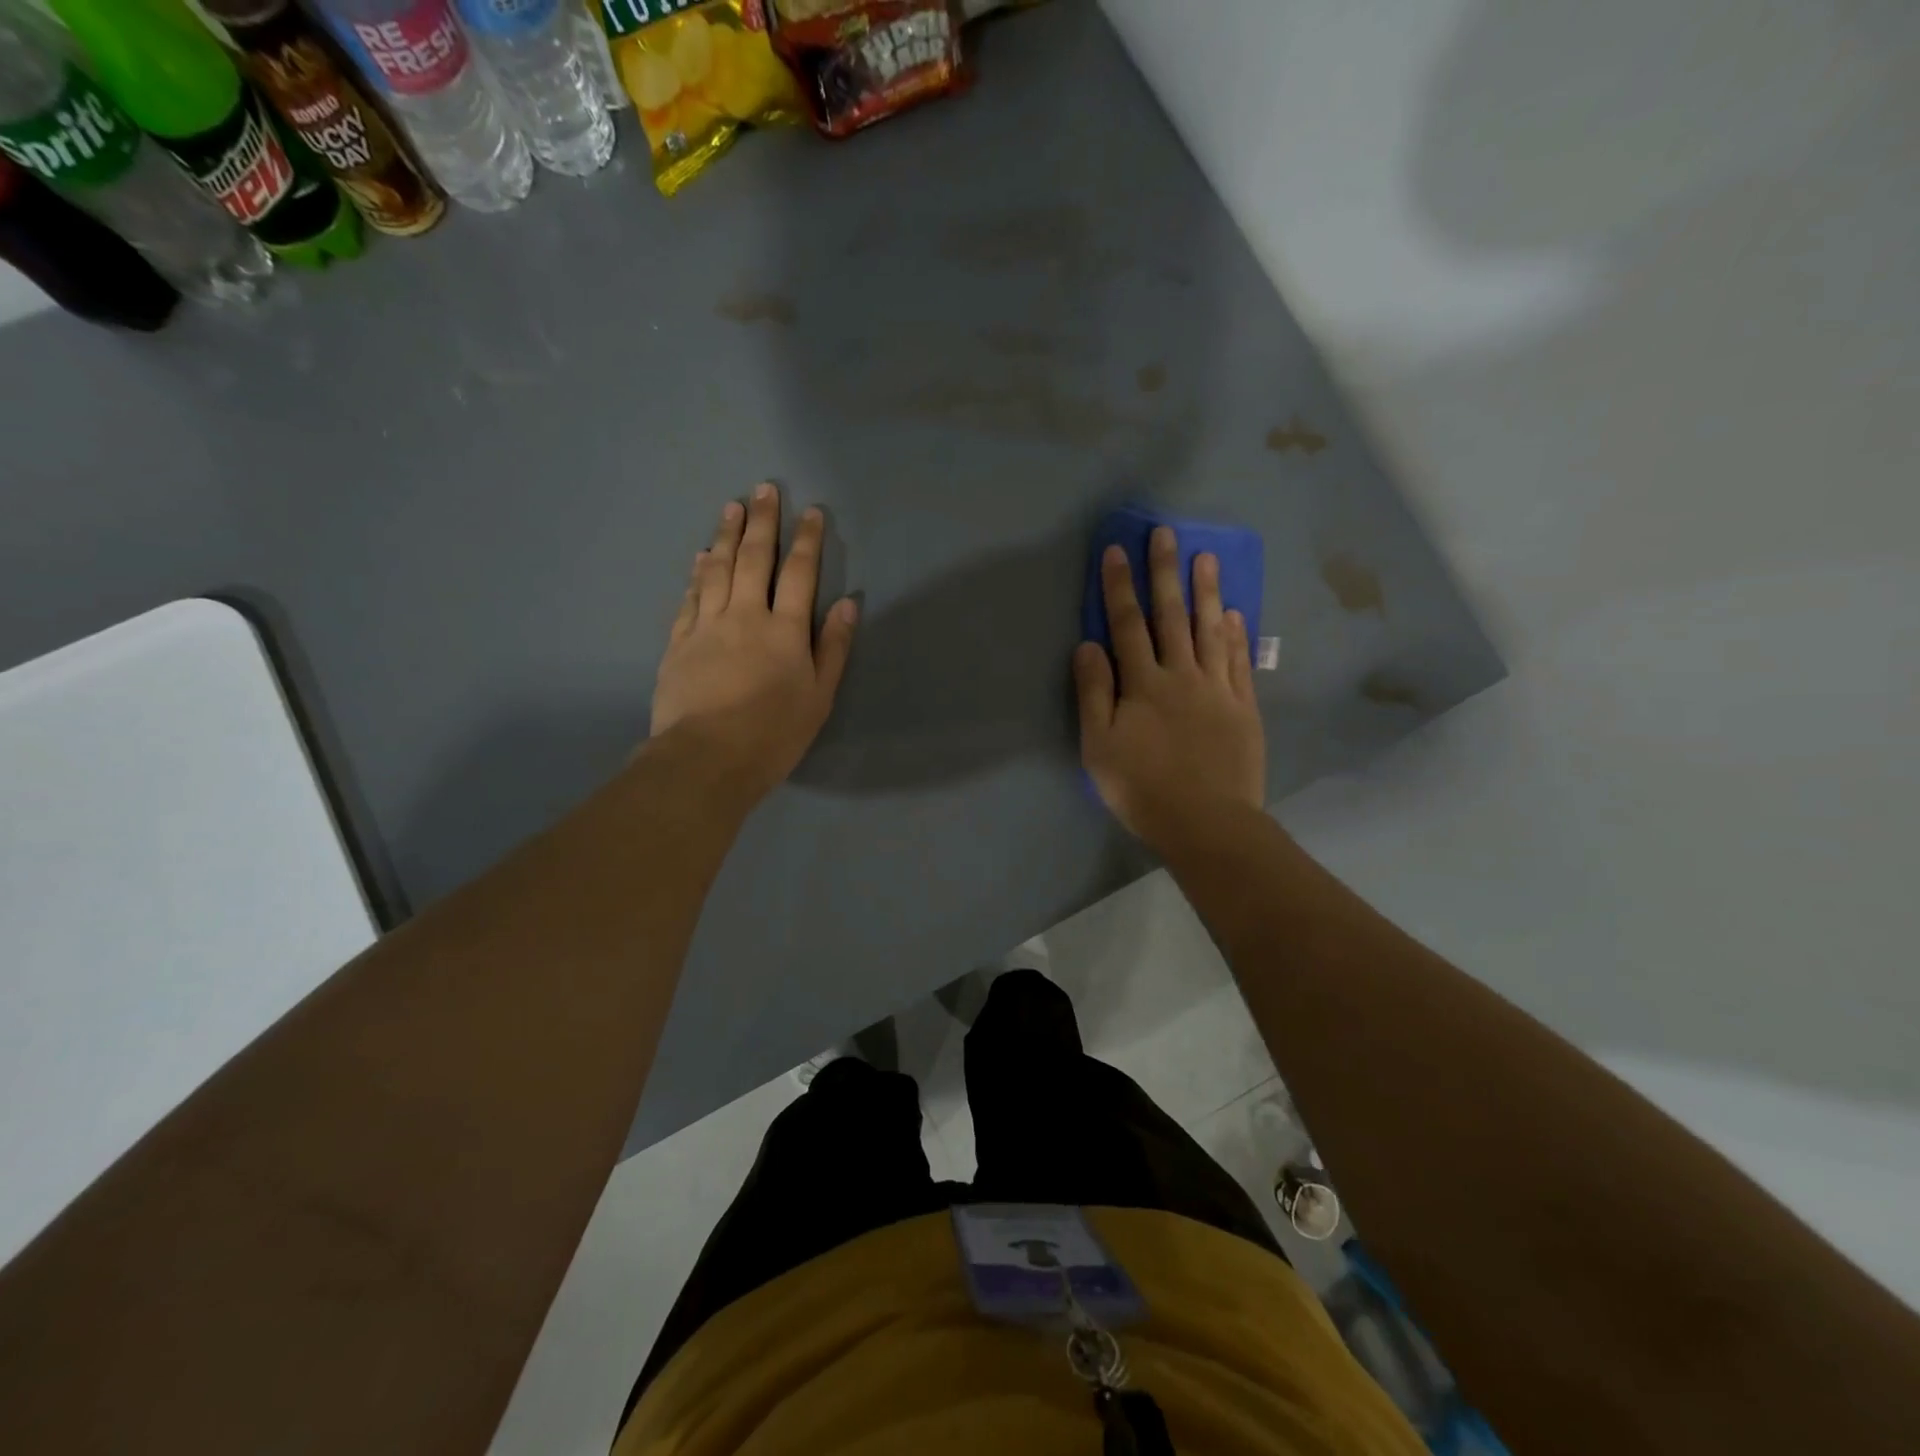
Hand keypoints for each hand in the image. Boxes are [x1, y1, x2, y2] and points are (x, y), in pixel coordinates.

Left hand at [650, 483, 857, 800]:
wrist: (706, 758)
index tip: (812, 512)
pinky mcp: (679, 642)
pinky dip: (697, 573)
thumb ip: (833, 648)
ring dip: (726, 536)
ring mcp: (707, 626)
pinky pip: (690, 597)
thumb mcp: (819, 697)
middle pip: (754, 559)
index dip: (808, 541)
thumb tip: (847, 604)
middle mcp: (745, 616)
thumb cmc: (773, 733)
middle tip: (764, 489)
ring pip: (717, 570)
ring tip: (730, 507)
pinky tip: (701, 558)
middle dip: (762, 522)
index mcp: (785, 630)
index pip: (800, 574)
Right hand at [1074, 526, 1264, 844]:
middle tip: (1166, 533)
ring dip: (1207, 592)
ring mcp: (1217, 689)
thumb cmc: (1143, 789)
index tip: (1116, 551)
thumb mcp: (1100, 747)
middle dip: (1165, 573)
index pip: (1127, 626)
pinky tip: (1235, 614)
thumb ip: (1094, 694)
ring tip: (1207, 557)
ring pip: (1210, 630)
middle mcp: (1181, 676)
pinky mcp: (1244, 708)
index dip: (1119, 587)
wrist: (1207, 823)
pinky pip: (1239, 662)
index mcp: (1142, 685)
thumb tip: (1087, 645)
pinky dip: (1236, 635)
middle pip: (1171, 616)